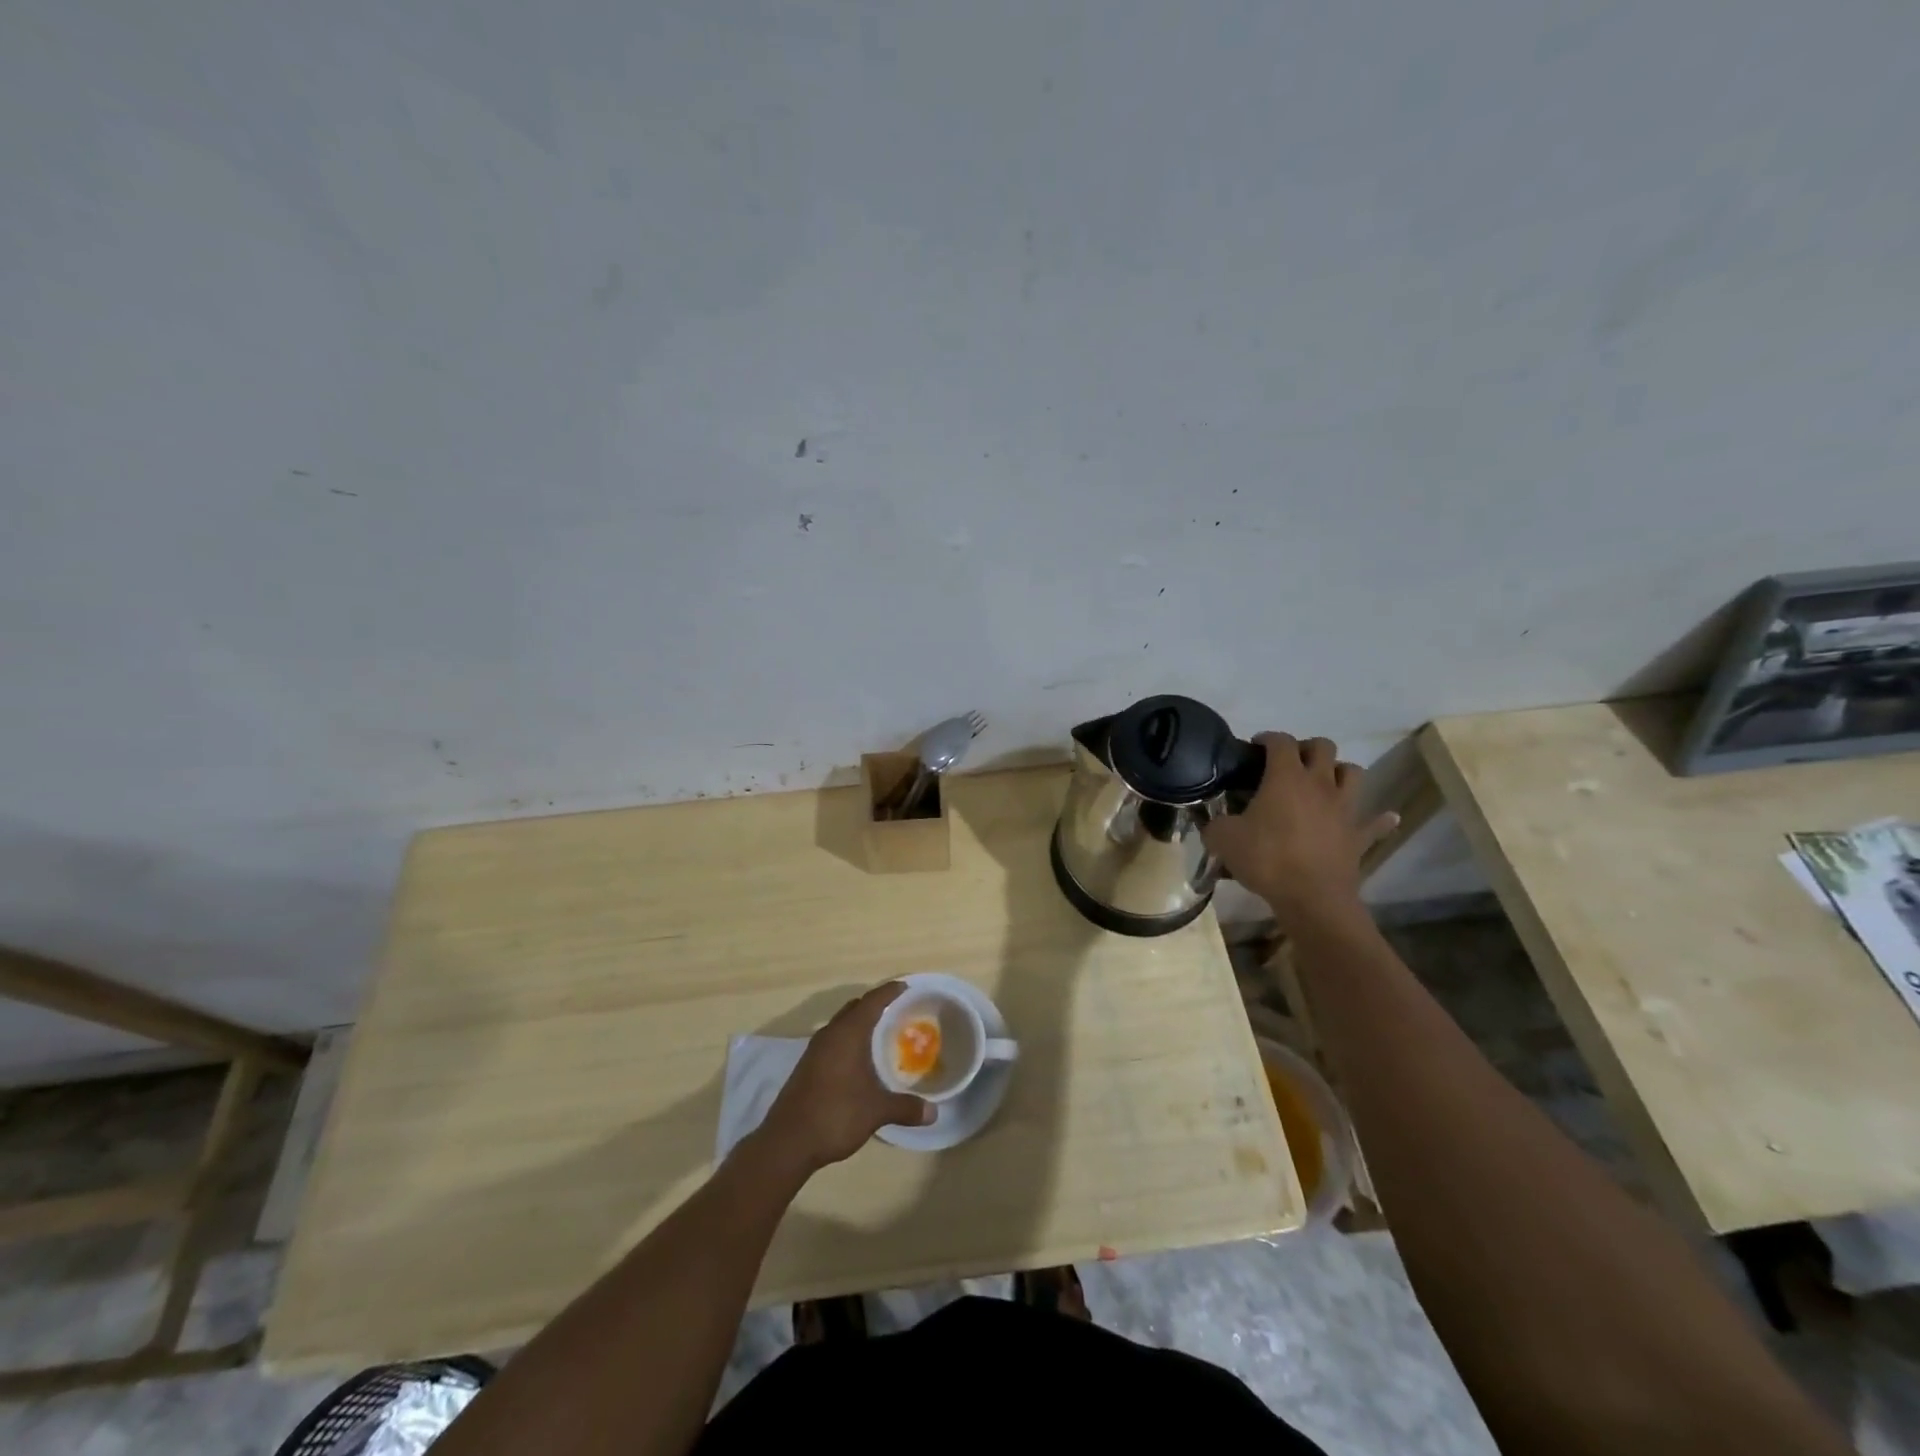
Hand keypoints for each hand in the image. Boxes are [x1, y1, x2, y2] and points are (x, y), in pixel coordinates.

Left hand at [756, 983, 932, 1174]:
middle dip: (875, 1005)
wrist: (787, 1142)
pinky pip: (833, 1041)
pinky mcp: (807, 1067)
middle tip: (897, 1010)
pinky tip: (859, 1060)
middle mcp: (829, 1035)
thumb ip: (905, 1107)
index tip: (906, 986)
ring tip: (881, 1033)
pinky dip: (849, 1041)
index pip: (871, 1001)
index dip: (889, 991)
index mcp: (847, 1034)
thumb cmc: (835, 1115)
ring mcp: (815, 1051)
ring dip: (859, 1024)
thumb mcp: (876, 1111)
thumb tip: (934, 1112)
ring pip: (841, 1025)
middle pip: (854, 1008)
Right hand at [1201, 733, 1397, 931]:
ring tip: (1323, 782)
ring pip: (1352, 772)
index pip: (1280, 741)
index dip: (1267, 738)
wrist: (1312, 897)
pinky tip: (1384, 817)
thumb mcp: (1223, 839)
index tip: (1255, 747)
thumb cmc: (1267, 859)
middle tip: (1289, 762)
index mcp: (1286, 777)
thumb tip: (1213, 822)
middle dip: (1306, 747)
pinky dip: (1378, 818)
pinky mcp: (1359, 835)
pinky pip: (1375, 822)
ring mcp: (1344, 808)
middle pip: (1323, 747)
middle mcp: (1320, 784)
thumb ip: (1215, 824)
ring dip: (1338, 771)